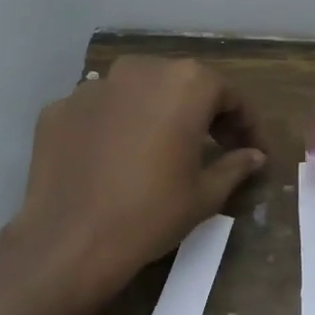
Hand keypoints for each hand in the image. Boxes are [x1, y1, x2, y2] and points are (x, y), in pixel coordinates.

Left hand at [12, 56, 267, 300]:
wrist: (70, 242)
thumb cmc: (151, 214)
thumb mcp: (205, 195)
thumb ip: (235, 166)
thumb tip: (254, 156)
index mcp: (184, 84)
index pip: (228, 95)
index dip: (247, 124)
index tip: (255, 151)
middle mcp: (139, 71)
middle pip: (182, 84)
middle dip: (203, 112)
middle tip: (216, 145)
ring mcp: (93, 87)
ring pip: (138, 92)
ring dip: (157, 113)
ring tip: (163, 149)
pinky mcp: (59, 108)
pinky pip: (100, 111)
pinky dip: (115, 126)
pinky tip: (117, 158)